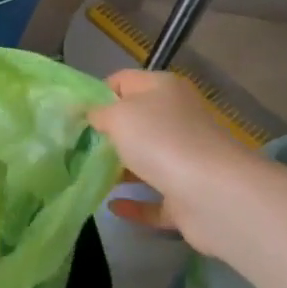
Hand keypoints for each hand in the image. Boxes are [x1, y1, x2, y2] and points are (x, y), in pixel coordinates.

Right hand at [86, 70, 258, 255]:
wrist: (213, 194)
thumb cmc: (160, 140)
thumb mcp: (118, 115)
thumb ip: (98, 112)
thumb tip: (89, 113)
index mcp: (164, 90)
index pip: (124, 81)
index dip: (98, 94)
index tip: (74, 115)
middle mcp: (177, 120)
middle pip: (136, 122)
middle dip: (107, 134)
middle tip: (73, 146)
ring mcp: (185, 160)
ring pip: (146, 160)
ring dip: (120, 169)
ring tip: (85, 175)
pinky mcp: (188, 197)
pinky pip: (155, 200)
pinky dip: (135, 204)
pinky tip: (111, 206)